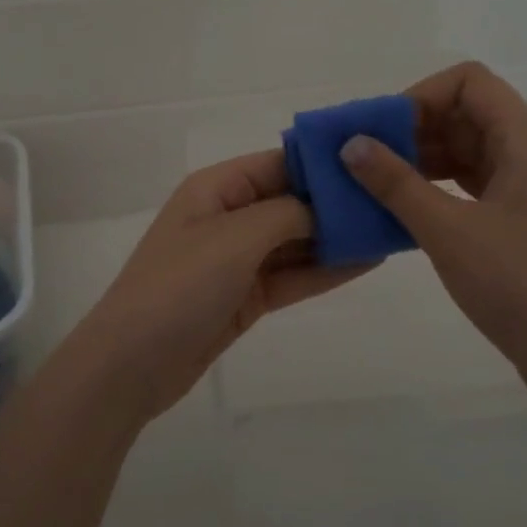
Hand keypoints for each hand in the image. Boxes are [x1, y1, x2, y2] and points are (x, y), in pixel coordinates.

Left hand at [55, 150, 371, 427]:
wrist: (132, 364)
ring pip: (296, 241)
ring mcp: (236, 260)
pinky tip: (366, 263)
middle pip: (291, 202)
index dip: (324, 164)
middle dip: (337, 204)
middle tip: (394, 201)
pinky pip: (291, 276)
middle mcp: (227, 217)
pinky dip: (324, 271)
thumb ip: (287, 214)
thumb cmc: (179, 286)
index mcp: (217, 188)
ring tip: (390, 230)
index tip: (374, 164)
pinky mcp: (244, 298)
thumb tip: (326, 207)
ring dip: (337, 239)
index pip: (280, 163)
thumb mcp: (235, 237)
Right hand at [339, 61, 526, 402]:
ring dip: (420, 161)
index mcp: (522, 141)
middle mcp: (526, 155)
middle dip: (413, 129)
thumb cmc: (518, 283)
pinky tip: (402, 211)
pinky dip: (434, 190)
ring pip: (465, 153)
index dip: (422, 94)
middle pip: (465, 115)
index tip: (382, 130)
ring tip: (374, 185)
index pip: (469, 82)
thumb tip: (351, 144)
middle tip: (366, 158)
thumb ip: (397, 184)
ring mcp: (523, 190)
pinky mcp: (516, 223)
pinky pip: (468, 187)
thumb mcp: (448, 230)